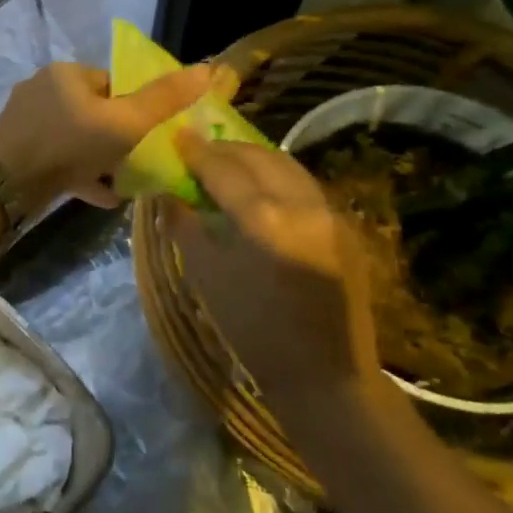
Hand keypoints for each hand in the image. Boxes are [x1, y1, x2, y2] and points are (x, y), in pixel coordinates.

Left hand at [0, 60, 209, 214]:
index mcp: (66, 73)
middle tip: (140, 161)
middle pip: (94, 111)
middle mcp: (43, 88)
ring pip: (76, 137)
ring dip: (101, 158)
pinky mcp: (18, 147)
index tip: (152, 135)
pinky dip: (81, 173)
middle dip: (119, 137)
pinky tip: (103, 196)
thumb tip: (206, 69)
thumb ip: (163, 99)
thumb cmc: (69, 143)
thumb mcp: (124, 122)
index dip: (136, 108)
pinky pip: (58, 157)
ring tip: (126, 182)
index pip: (113, 83)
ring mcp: (27, 119)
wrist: (6, 182)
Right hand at [168, 133, 381, 414]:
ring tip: (227, 165)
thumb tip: (168, 190)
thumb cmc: (252, 328)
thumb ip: (183, 222)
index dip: (196, 150)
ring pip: (286, 166)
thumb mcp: (203, 274)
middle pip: (259, 156)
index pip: (223, 167)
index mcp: (263, 219)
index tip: (176, 136)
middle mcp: (302, 206)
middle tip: (199, 150)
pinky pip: (303, 186)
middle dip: (226, 148)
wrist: (325, 376)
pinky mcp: (345, 229)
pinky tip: (258, 191)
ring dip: (254, 158)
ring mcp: (330, 215)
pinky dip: (275, 177)